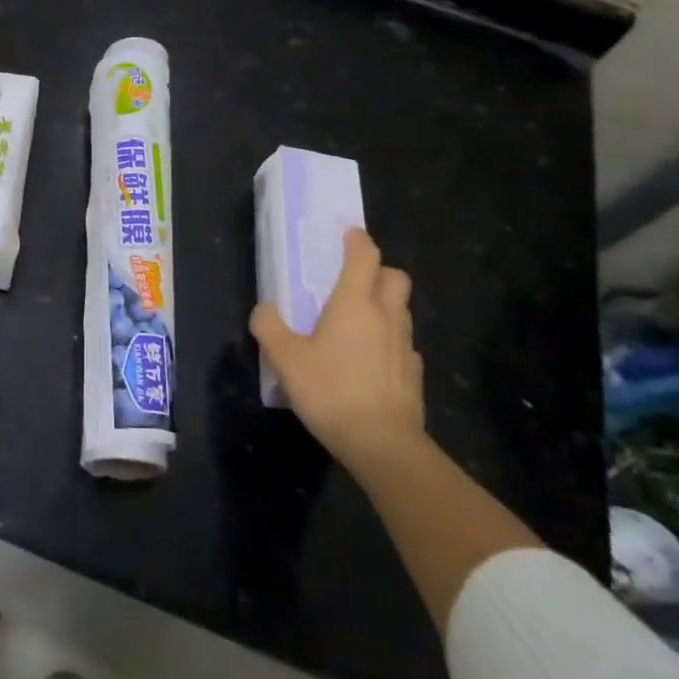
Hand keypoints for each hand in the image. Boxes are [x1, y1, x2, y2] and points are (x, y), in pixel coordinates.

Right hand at [251, 229, 424, 476]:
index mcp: (354, 303)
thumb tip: (263, 309)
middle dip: (379, 271)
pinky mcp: (414, 374)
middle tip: (355, 281)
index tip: (348, 234)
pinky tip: (373, 362)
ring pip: (402, 310)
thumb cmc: (331, 391)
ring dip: (386, 306)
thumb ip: (270, 328)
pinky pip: (404, 345)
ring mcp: (405, 345)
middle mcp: (385, 315)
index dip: (357, 240)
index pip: (365, 256)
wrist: (383, 444)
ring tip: (360, 323)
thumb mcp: (286, 359)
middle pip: (395, 277)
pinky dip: (391, 343)